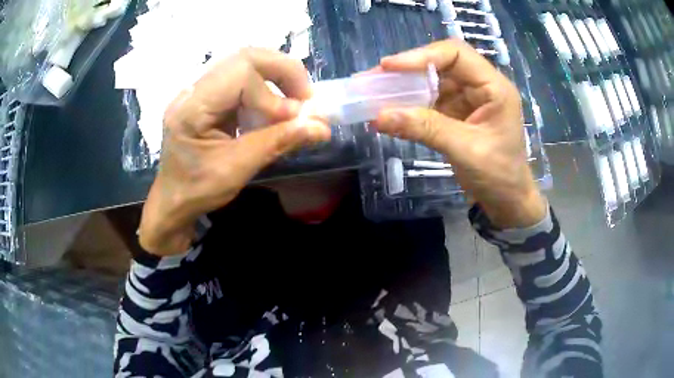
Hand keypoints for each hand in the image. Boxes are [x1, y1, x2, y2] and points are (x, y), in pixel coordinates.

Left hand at [139, 48, 330, 255]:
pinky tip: (271, 107)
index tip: (295, 119)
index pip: (240, 73)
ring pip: (245, 61)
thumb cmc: (197, 190)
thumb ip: (277, 142)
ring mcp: (199, 88)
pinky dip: (265, 87)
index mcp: (191, 107)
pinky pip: (241, 76)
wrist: (174, 199)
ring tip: (292, 101)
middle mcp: (192, 89)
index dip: (273, 93)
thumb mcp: (237, 170)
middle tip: (304, 97)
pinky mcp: (207, 94)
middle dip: (283, 71)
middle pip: (245, 56)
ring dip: (276, 76)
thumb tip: (321, 127)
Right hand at [374, 40, 545, 227]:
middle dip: (406, 70)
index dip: (422, 55)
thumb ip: (425, 129)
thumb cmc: (499, 176)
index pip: (456, 54)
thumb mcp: (465, 150)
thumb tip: (379, 116)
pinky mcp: (456, 114)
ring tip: (373, 94)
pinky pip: (429, 103)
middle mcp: (480, 86)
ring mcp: (467, 100)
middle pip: (440, 64)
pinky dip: (409, 107)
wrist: (507, 202)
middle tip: (372, 78)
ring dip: (403, 88)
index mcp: (493, 87)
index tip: (389, 66)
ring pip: (431, 83)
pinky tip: (389, 112)